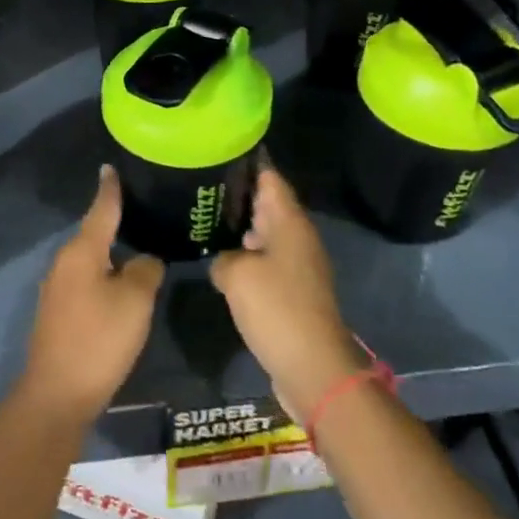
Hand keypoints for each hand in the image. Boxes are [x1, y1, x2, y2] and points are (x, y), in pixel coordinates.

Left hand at [22, 165, 164, 424]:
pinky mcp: (59, 311)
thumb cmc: (99, 339)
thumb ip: (145, 269)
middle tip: (144, 206)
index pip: (101, 208)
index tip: (111, 166)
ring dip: (112, 250)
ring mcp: (58, 287)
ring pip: (91, 258)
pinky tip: (121, 280)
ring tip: (138, 240)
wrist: (57, 394)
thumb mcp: (135, 300)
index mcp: (82, 251)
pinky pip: (87, 278)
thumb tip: (144, 260)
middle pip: (94, 232)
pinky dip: (104, 273)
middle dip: (116, 219)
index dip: (110, 188)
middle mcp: (65, 262)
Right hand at [210, 167, 366, 415]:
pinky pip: (268, 264)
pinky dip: (249, 258)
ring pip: (268, 236)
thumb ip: (223, 258)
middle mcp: (298, 239)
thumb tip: (225, 262)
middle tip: (205, 187)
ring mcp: (299, 267)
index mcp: (290, 224)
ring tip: (208, 222)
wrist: (313, 367)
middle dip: (241, 196)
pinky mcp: (295, 293)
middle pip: (269, 206)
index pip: (270, 178)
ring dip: (243, 230)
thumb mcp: (236, 275)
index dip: (249, 163)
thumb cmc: (276, 309)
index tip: (223, 151)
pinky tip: (225, 264)